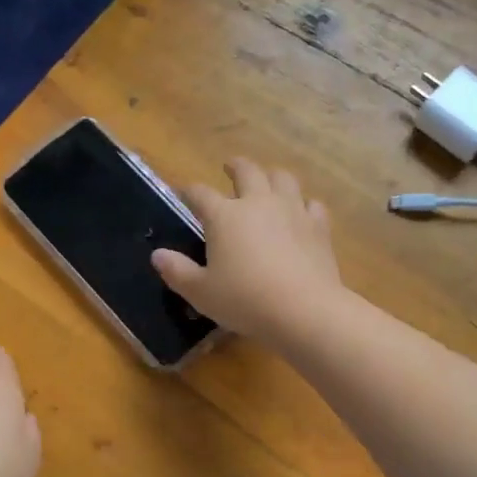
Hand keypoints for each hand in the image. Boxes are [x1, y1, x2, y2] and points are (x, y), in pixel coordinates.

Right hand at [152, 159, 344, 348]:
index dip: (189, 191)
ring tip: (268, 180)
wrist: (303, 309)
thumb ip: (177, 272)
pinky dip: (304, 204)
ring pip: (283, 179)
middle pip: (247, 171)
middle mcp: (258, 203)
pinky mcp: (318, 227)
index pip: (200, 194)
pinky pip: (312, 204)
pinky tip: (302, 212)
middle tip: (230, 166)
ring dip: (272, 176)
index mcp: (224, 216)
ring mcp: (292, 211)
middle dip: (235, 166)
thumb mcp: (201, 292)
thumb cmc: (244, 300)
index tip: (184, 192)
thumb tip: (158, 255)